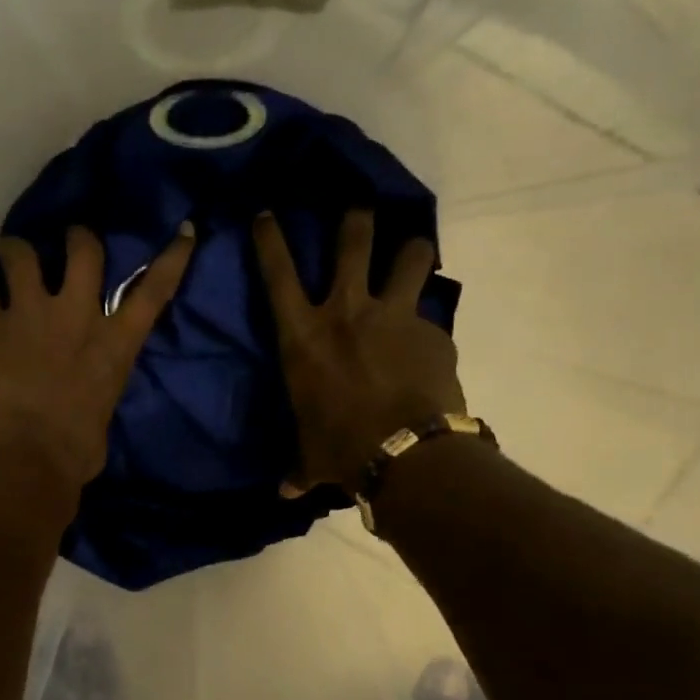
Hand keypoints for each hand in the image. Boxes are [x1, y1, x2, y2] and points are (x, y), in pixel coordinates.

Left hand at [0, 223, 195, 497]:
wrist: (25, 466)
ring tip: (4, 263)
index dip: (171, 258)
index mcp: (114, 345)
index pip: (154, 291)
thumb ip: (96, 386)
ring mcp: (28, 316)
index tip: (182, 231)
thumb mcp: (103, 414)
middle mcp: (76, 317)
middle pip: (84, 249)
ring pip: (20, 251)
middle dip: (75, 239)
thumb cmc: (73, 457)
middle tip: (61, 244)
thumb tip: (84, 388)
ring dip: (12, 252)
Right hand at [253, 209, 465, 495]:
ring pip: (409, 256)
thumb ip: (299, 466)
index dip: (269, 238)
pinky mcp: (433, 332)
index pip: (277, 273)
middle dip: (355, 217)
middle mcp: (347, 311)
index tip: (266, 212)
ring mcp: (394, 315)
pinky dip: (428, 327)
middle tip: (359, 207)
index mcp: (304, 335)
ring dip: (411, 249)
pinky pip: (430, 318)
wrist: (405, 453)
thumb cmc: (340, 448)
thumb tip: (286, 491)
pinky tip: (429, 346)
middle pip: (353, 241)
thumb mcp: (311, 454)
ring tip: (413, 250)